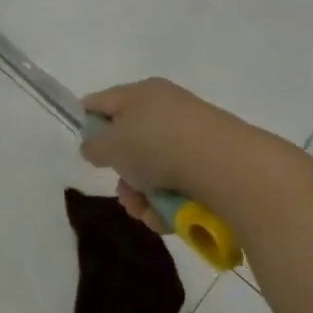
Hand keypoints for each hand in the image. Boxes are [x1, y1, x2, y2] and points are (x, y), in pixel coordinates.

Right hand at [80, 77, 290, 233]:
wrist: (226, 167)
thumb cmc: (158, 145)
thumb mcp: (111, 145)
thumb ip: (94, 145)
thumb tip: (95, 146)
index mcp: (141, 93)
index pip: (103, 102)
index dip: (88, 122)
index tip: (86, 149)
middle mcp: (167, 110)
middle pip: (130, 143)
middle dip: (122, 174)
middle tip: (123, 192)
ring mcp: (192, 138)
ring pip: (153, 171)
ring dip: (143, 196)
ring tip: (146, 212)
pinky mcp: (212, 165)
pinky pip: (178, 185)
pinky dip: (167, 204)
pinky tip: (166, 218)